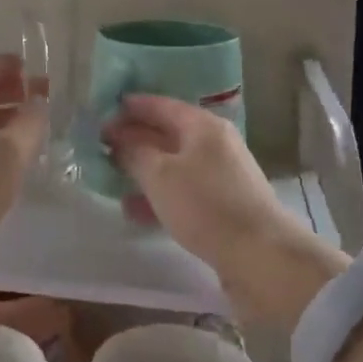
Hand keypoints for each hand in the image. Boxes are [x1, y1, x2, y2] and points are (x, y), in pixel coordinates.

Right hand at [104, 94, 344, 330]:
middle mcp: (214, 144)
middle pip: (167, 134)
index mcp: (202, 126)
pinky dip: (159, 195)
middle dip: (134, 139)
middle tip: (101, 146)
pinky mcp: (223, 206)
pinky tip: (134, 210)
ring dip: (143, 169)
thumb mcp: (160, 175)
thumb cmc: (206, 205)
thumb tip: (118, 139)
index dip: (130, 108)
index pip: (160, 105)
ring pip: (173, 165)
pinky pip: (182, 191)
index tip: (101, 113)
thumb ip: (134, 152)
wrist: (261, 256)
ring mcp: (221, 176)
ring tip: (110, 178)